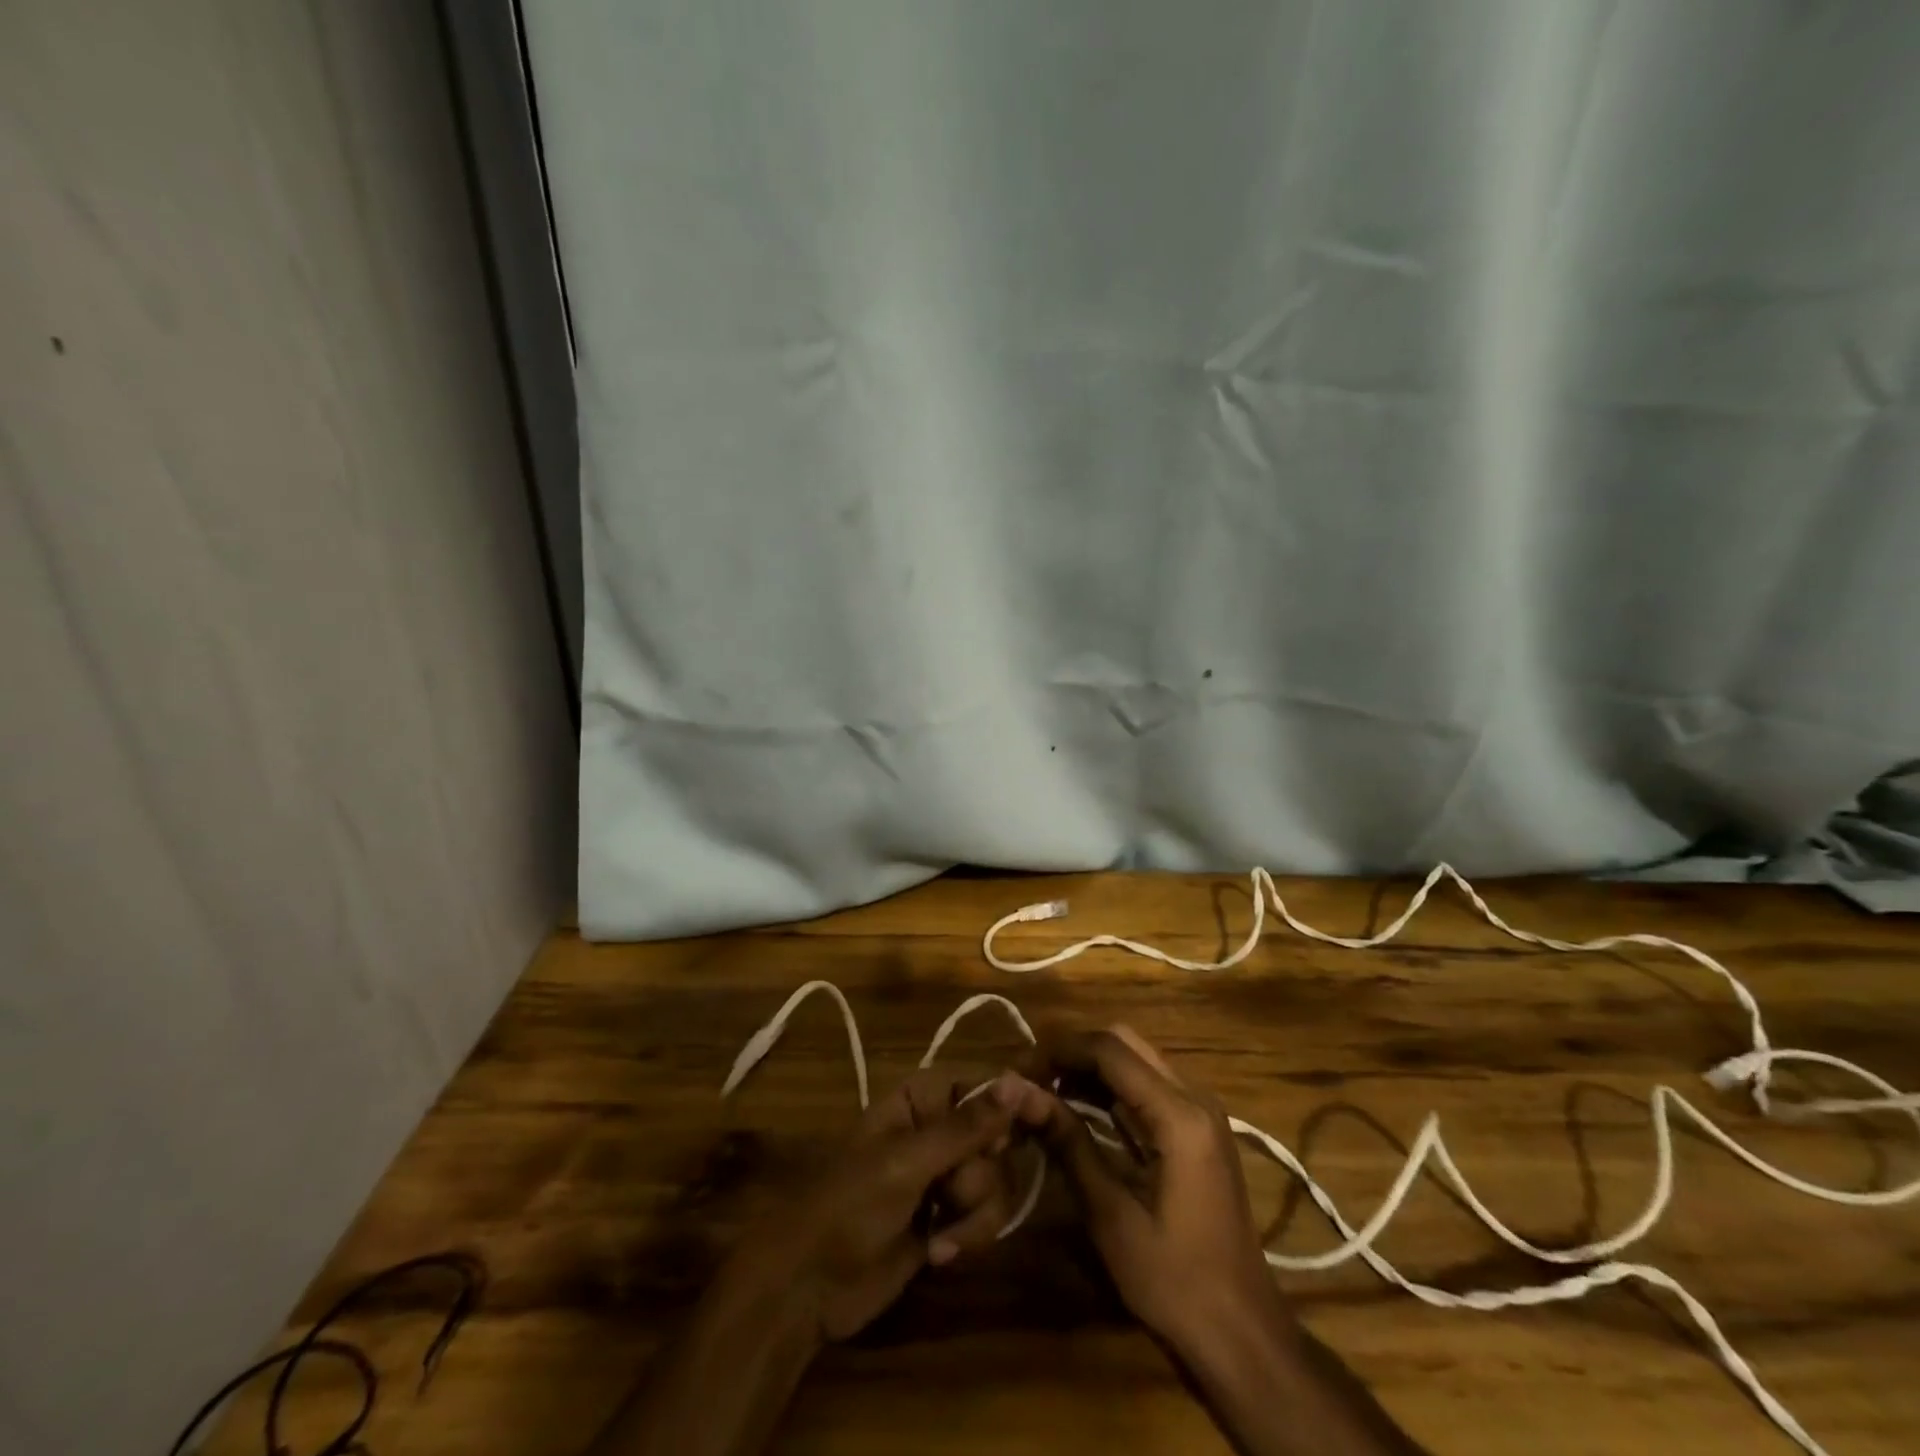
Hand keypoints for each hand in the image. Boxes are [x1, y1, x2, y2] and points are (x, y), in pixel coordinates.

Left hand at [732, 1067, 1038, 1343]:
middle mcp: (939, 1128)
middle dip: (982, 1173)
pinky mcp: (949, 1216)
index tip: (1043, 1118)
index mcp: (922, 1097)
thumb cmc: (849, 1205)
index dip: (1014, 1099)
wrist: (809, 1287)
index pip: (983, 1083)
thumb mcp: (907, 1162)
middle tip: (951, 1191)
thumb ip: (967, 1126)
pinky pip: (987, 1216)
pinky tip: (937, 1253)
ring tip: (939, 1237)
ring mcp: (944, 1174)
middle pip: (998, 1136)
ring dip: (975, 1213)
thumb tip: (1017, 1081)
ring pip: (997, 1180)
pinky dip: (968, 1235)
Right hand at [1021, 1025, 1283, 1357]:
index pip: (1109, 1051)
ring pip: (1137, 1057)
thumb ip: (1069, 1144)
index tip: (1020, 1069)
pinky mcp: (1200, 1128)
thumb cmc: (1176, 1281)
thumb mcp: (1112, 1216)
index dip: (1059, 1051)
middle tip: (1032, 1078)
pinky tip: (1080, 1107)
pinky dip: (1111, 1086)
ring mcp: (1202, 1110)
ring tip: (1046, 1090)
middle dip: (1074, 1052)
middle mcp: (1195, 1097)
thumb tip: (1019, 1093)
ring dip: (1091, 1066)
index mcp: (1180, 1115)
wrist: (1244, 1333)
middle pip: (1125, 1042)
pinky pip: (1149, 1083)